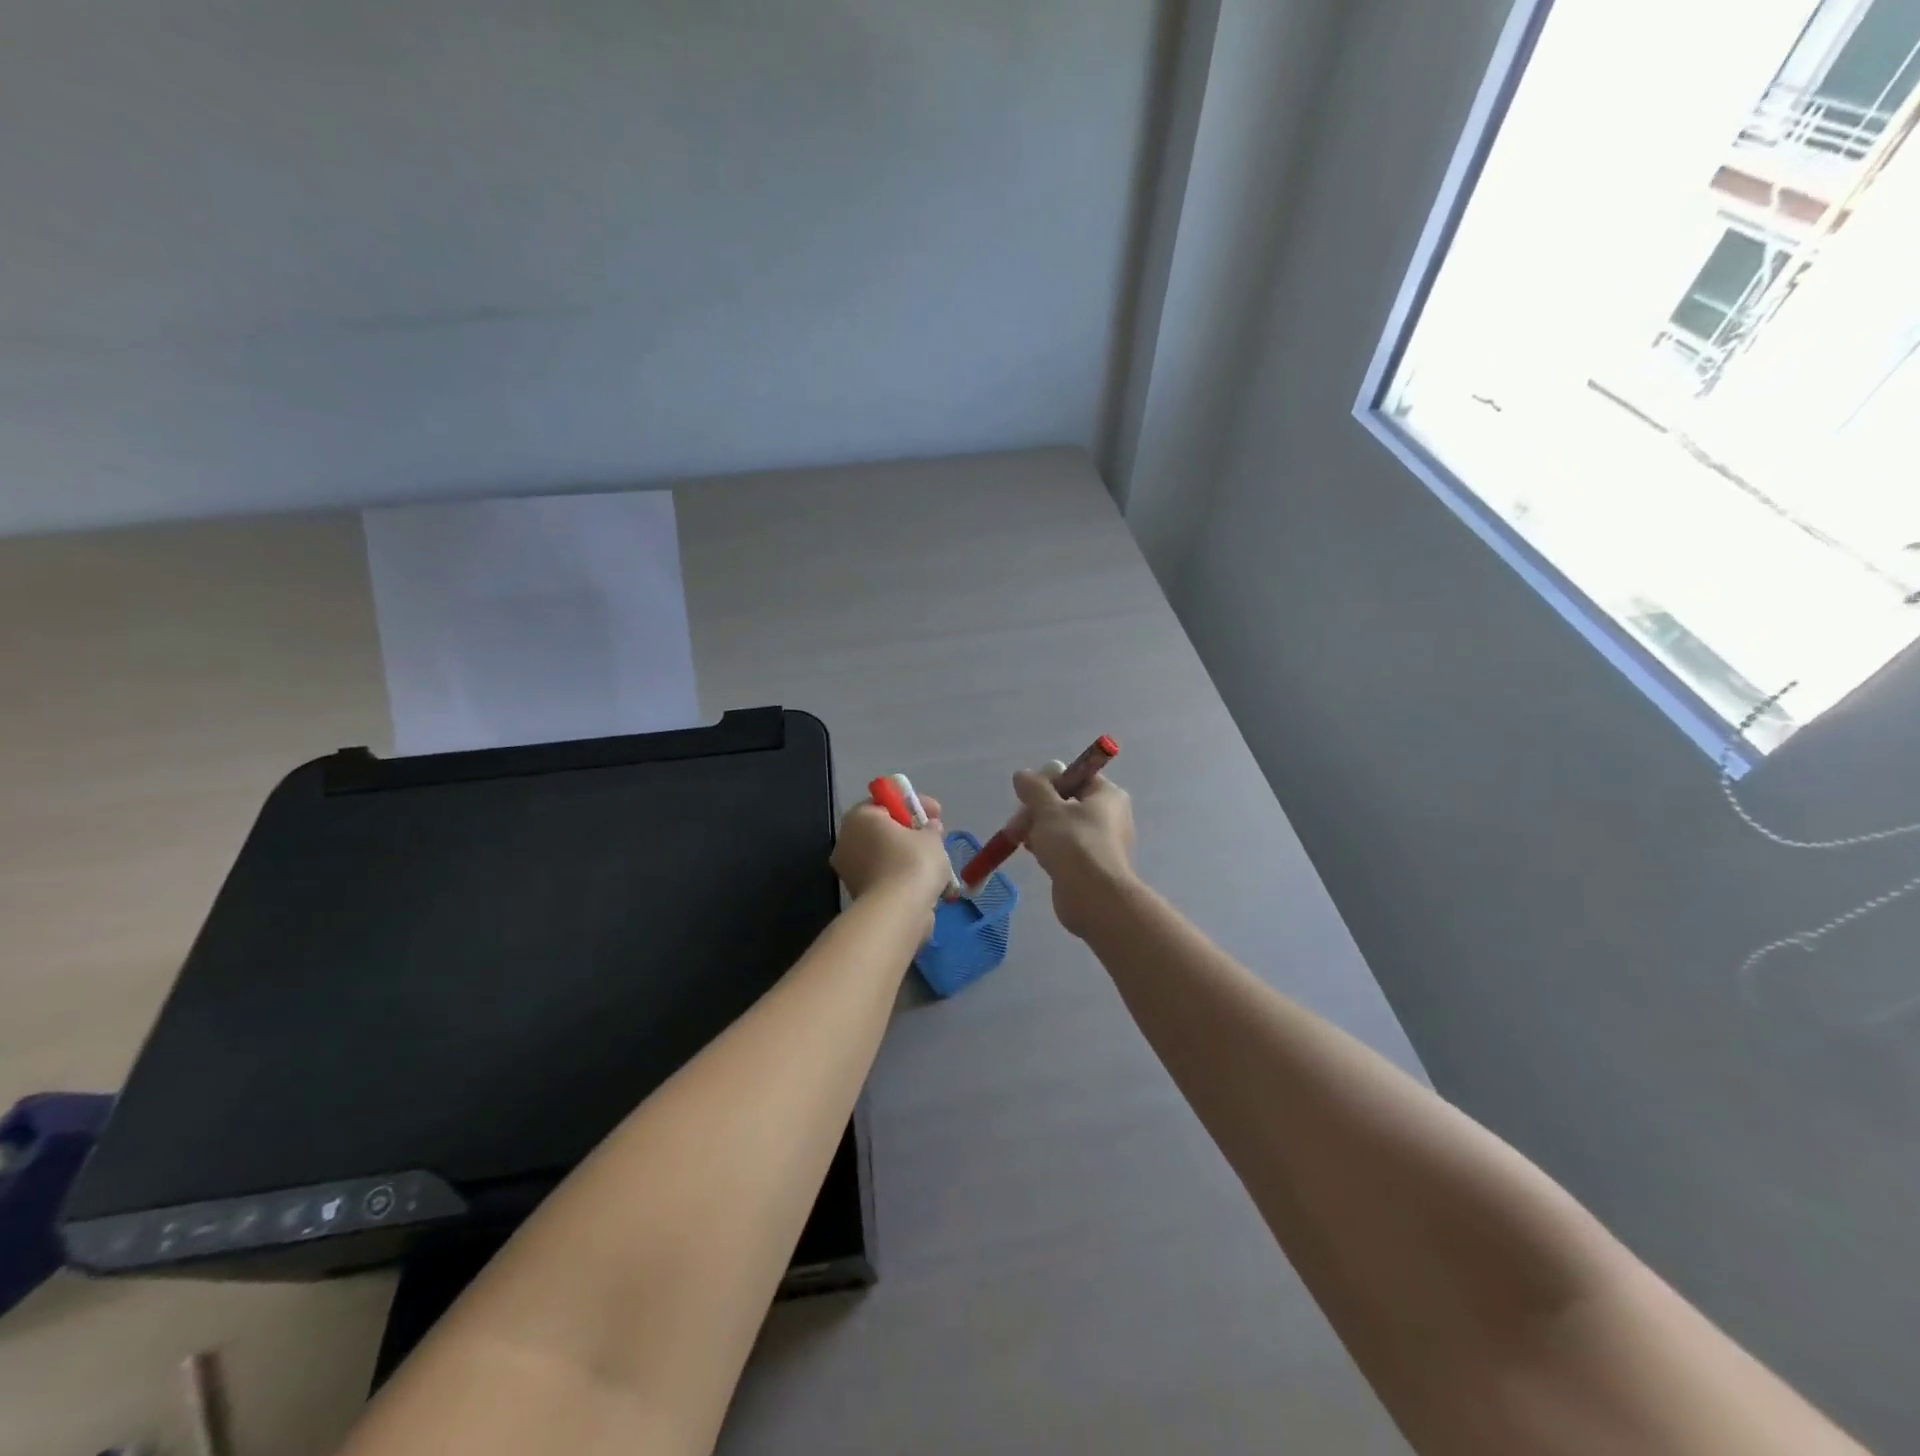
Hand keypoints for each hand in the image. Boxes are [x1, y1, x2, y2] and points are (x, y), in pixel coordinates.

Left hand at [831, 794, 952, 907]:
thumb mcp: (931, 838)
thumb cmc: (912, 862)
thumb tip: (930, 827)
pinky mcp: (858, 895)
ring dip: (907, 857)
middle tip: (934, 837)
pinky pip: (884, 877)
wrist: (897, 912)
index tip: (935, 813)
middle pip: (883, 830)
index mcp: (860, 817)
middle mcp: (847, 840)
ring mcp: (849, 870)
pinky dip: (902, 878)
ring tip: (935, 864)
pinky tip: (925, 883)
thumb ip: (931, 828)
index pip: (885, 802)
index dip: (913, 805)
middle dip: (909, 833)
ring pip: (884, 856)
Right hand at [1011, 769, 1136, 938]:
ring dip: (1039, 829)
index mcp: (1108, 795)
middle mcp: (1110, 815)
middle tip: (1018, 822)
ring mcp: (1102, 842)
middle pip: (1067, 802)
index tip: (1028, 793)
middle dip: (1038, 809)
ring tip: (1020, 838)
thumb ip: (1034, 788)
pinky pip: (1066, 848)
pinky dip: (1049, 848)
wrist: (1094, 898)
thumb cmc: (1074, 844)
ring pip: (1063, 826)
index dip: (1050, 781)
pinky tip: (1035, 855)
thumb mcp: (1048, 809)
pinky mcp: (1091, 865)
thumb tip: (1023, 775)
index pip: (1076, 776)